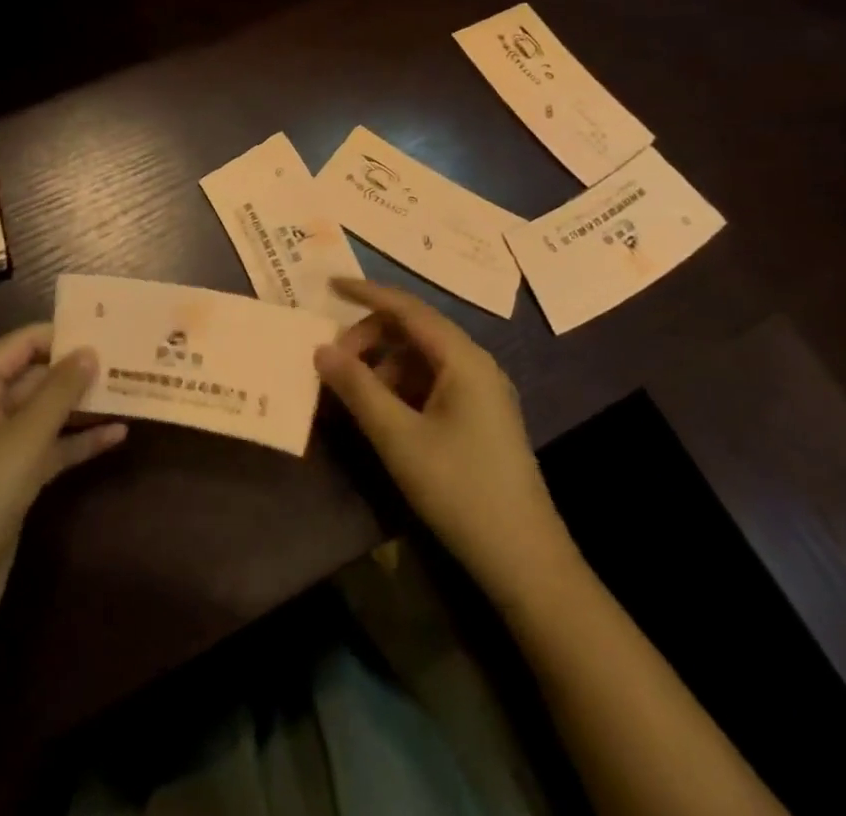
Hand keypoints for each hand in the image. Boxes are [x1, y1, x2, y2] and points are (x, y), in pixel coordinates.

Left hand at [0, 324, 125, 638]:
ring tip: (132, 390)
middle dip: (80, 370)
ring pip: (47, 412)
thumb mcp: (24, 438)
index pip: (22, 343)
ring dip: (84, 405)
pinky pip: (50, 446)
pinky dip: (79, 441)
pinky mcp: (12, 477)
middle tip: (129, 359)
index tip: (108, 330)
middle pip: (37, 376)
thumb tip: (90, 350)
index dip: (63, 334)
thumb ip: (60, 390)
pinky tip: (118, 435)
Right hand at [314, 280, 563, 586]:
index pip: (407, 308)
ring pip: (420, 357)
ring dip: (382, 364)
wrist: (525, 561)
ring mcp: (480, 391)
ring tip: (351, 392)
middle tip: (333, 363)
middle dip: (370, 338)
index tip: (329, 284)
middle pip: (413, 330)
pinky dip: (399, 385)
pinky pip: (430, 382)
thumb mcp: (398, 437)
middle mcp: (475, 364)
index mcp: (462, 359)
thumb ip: (357, 388)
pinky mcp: (478, 416)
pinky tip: (379, 411)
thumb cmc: (460, 490)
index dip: (366, 293)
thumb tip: (320, 349)